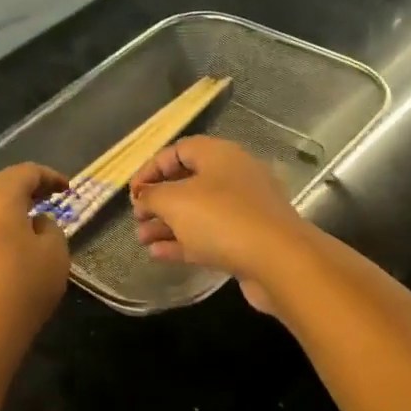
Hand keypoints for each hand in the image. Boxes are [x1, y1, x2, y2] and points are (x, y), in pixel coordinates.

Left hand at [0, 164, 72, 360]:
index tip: (67, 189)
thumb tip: (34, 223)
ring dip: (1, 211)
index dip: (50, 177)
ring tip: (22, 226)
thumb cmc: (22, 288)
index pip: (26, 172)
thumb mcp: (55, 255)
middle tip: (44, 201)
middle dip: (22, 190)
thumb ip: (50, 228)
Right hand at [129, 137, 312, 311]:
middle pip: (189, 182)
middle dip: (159, 200)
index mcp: (219, 155)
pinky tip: (158, 253)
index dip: (151, 168)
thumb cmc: (222, 219)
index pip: (178, 150)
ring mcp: (244, 210)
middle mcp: (234, 176)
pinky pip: (209, 236)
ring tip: (141, 239)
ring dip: (167, 224)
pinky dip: (183, 242)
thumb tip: (144, 196)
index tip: (132, 192)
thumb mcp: (175, 201)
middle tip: (137, 217)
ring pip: (198, 212)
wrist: (278, 260)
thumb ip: (152, 195)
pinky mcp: (248, 240)